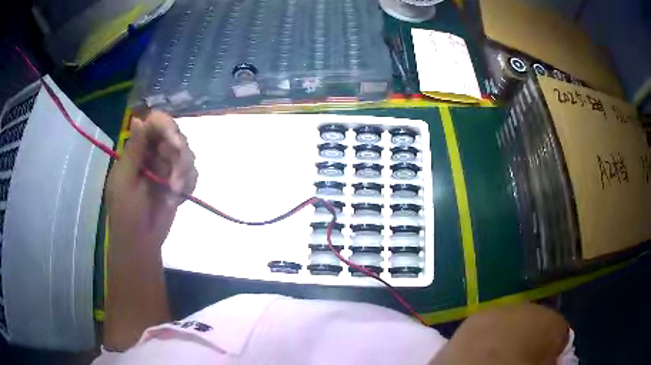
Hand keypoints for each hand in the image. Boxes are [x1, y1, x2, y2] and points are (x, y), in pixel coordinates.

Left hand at [105, 110, 196, 249]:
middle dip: (178, 157)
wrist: (140, 243)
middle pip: (176, 137)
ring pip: (187, 154)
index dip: (167, 128)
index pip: (155, 124)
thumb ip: (133, 151)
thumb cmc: (126, 213)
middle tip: (174, 180)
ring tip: (174, 192)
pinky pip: (193, 173)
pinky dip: (189, 183)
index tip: (174, 144)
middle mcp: (154, 154)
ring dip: (184, 173)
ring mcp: (167, 168)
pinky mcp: (179, 183)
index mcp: (137, 149)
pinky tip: (178, 197)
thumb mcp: (125, 181)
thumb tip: (137, 119)